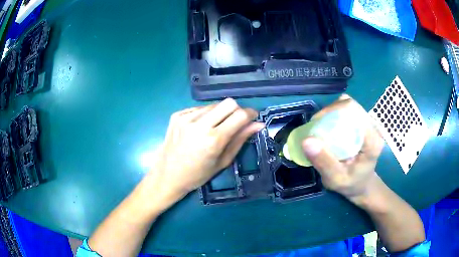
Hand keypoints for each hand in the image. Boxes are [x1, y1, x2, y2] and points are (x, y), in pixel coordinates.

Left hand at [145, 98, 264, 208]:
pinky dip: (205, 116)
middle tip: (234, 123)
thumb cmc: (198, 174)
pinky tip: (199, 129)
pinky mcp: (177, 115)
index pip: (240, 115)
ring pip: (214, 105)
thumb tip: (258, 124)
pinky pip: (199, 108)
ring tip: (214, 128)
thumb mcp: (223, 161)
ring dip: (220, 113)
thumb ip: (240, 140)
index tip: (252, 118)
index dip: (250, 114)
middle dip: (236, 110)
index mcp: (214, 140)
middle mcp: (200, 124)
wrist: (167, 174)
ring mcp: (186, 117)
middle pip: (228, 103)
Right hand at [302, 94, 384, 203]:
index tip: (316, 124)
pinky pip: (349, 110)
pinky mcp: (365, 123)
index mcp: (372, 141)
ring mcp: (371, 124)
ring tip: (322, 126)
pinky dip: (336, 113)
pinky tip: (331, 126)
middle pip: (351, 106)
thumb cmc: (350, 184)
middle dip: (330, 111)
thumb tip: (307, 140)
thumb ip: (323, 162)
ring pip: (349, 105)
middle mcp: (374, 128)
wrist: (362, 184)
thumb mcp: (335, 179)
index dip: (333, 111)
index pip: (354, 112)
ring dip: (332, 112)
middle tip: (316, 126)